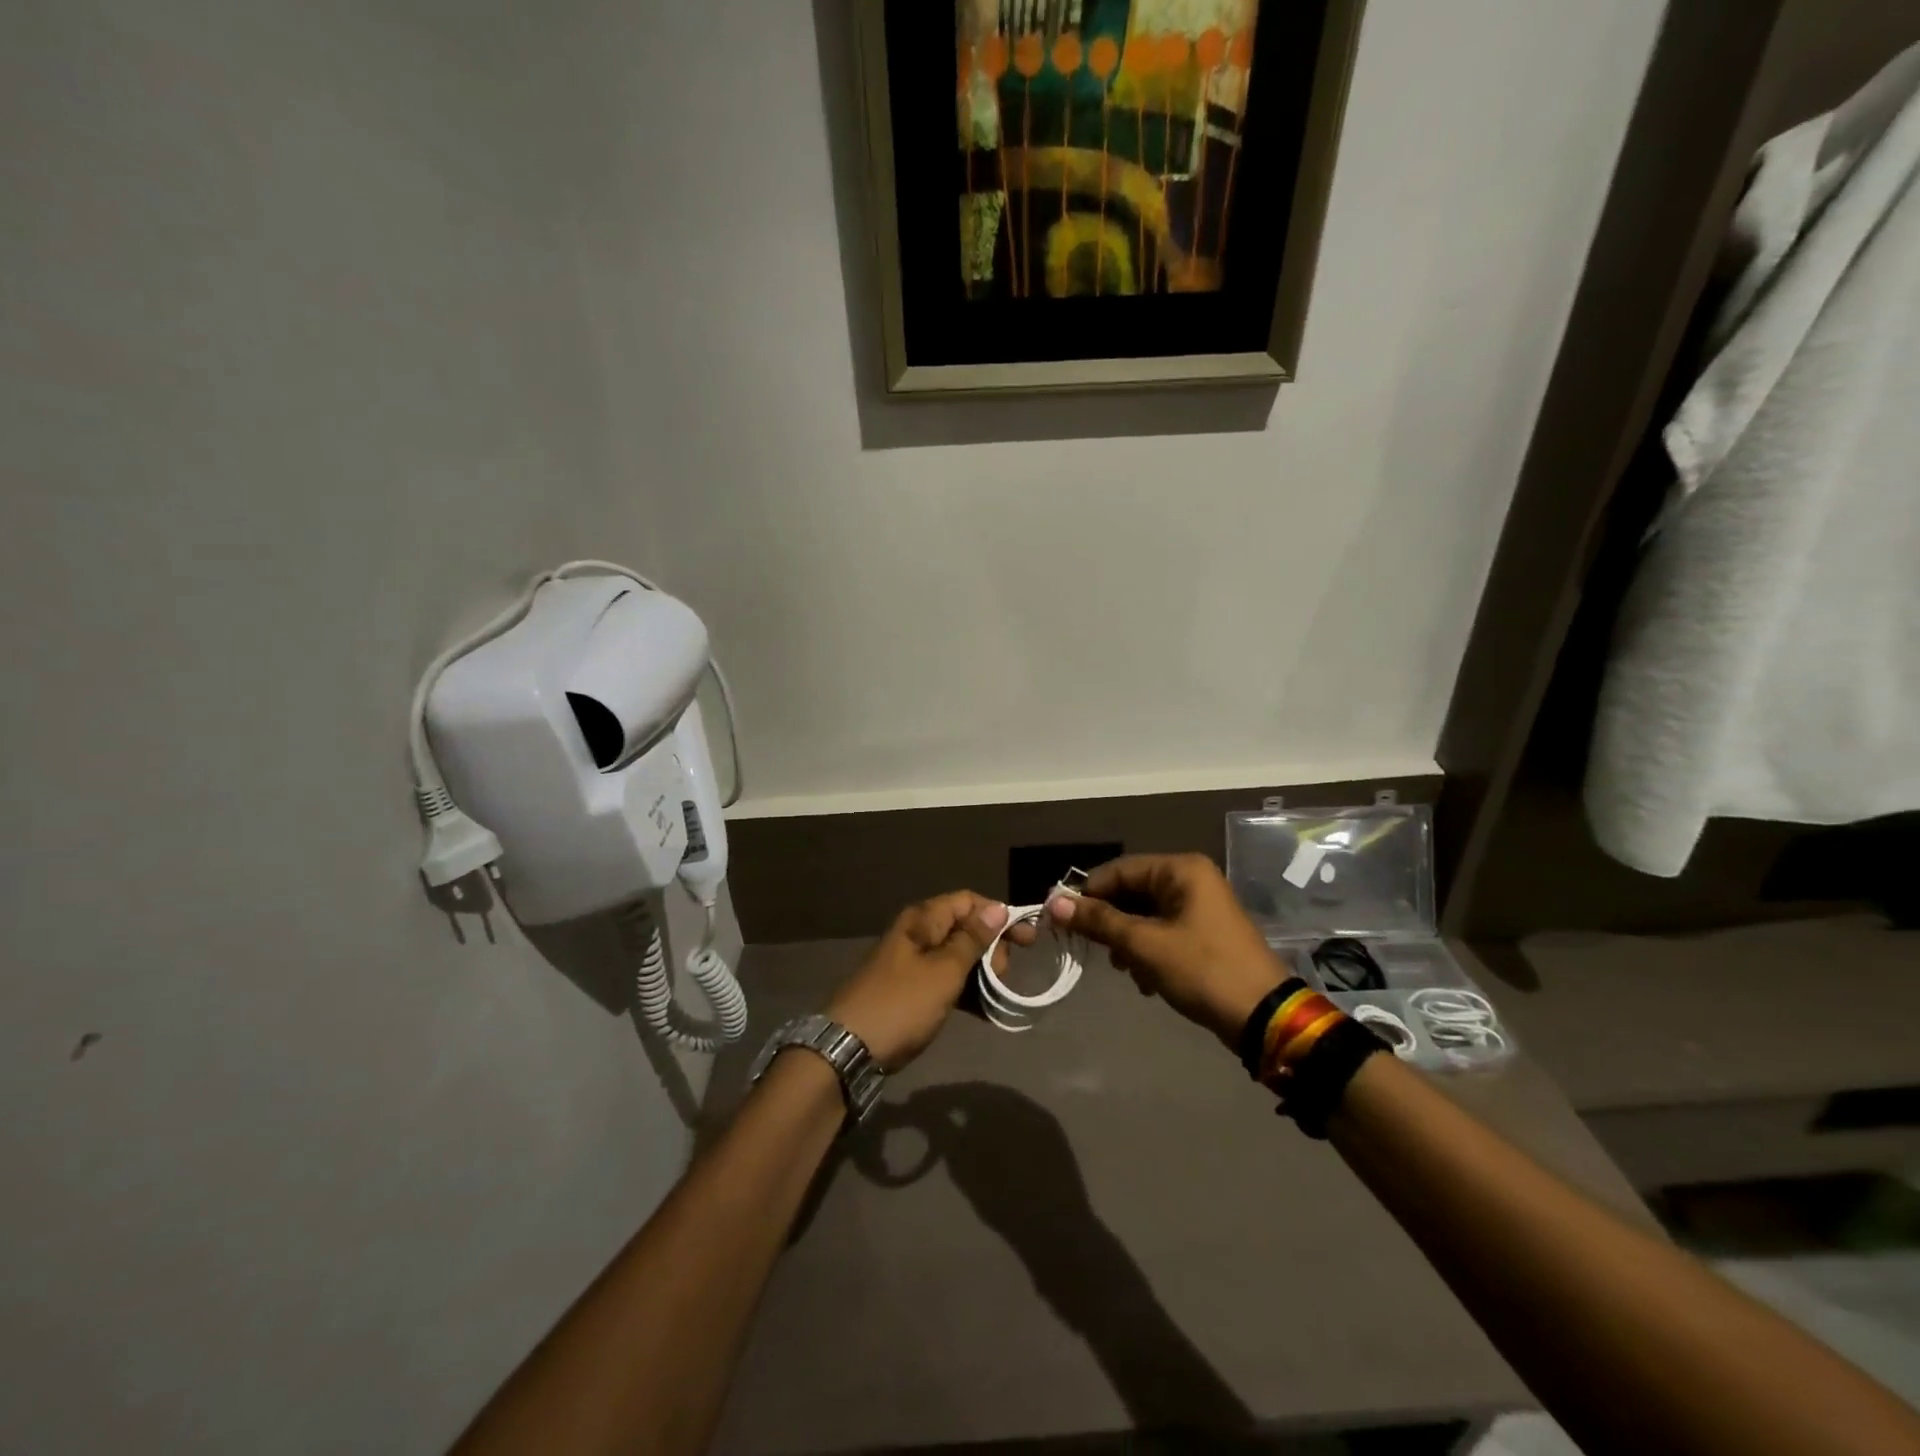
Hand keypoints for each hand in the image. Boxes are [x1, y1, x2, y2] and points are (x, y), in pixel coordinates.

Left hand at [826, 891, 1035, 1069]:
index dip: (999, 916)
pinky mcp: (911, 989)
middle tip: (1001, 976)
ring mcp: (912, 962)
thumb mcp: (943, 972)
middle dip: (991, 947)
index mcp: (923, 919)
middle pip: (965, 927)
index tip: (1026, 941)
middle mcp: (917, 933)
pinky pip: (946, 979)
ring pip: (958, 955)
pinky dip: (966, 990)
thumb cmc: (900, 1005)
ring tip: (995, 995)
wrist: (848, 1050)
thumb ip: (972, 939)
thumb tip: (998, 908)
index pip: (969, 901)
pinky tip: (983, 1009)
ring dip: (981, 971)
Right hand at [1048, 854, 1285, 1047]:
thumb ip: (1099, 921)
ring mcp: (1200, 906)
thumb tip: (1054, 903)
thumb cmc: (1203, 970)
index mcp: (1181, 870)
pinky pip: (1162, 931)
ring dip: (1128, 942)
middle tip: (1094, 950)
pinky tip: (1145, 980)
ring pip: (1144, 914)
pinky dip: (1147, 952)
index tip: (1060, 919)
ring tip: (1125, 970)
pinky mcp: (1204, 933)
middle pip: (1131, 892)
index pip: (1119, 870)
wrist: (1264, 1017)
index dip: (1087, 893)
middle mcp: (1191, 879)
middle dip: (1111, 923)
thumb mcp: (1145, 945)